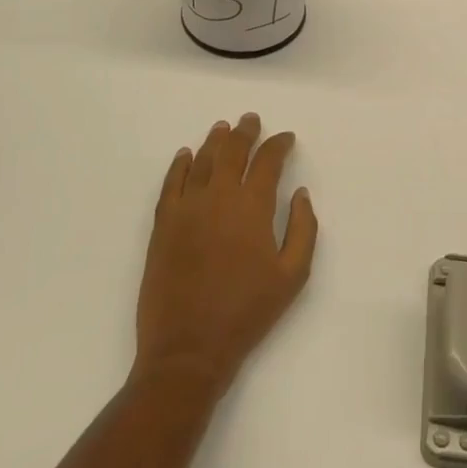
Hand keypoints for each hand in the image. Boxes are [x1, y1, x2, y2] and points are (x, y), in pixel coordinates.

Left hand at [133, 114, 318, 395]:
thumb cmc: (247, 312)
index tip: (286, 138)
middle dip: (245, 132)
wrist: (189, 347)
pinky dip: (180, 165)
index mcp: (252, 207)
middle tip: (251, 120)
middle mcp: (218, 197)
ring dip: (214, 141)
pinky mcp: (163, 225)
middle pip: (232, 152)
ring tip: (223, 128)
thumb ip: (303, 229)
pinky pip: (171, 184)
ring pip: (202, 162)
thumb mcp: (293, 275)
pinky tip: (186, 155)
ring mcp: (186, 209)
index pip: (267, 162)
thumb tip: (300, 194)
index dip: (278, 145)